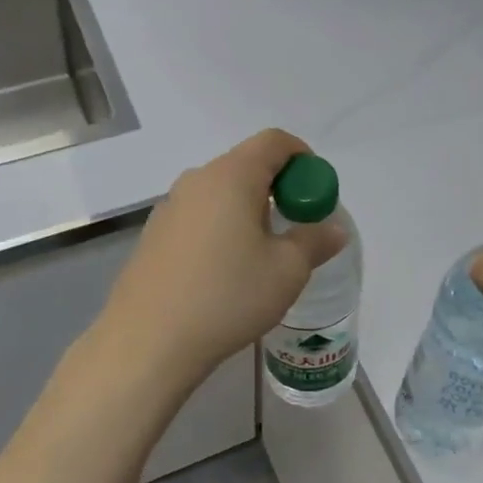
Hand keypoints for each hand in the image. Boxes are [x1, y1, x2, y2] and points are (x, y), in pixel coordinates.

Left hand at [92, 129, 346, 392]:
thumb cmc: (227, 297)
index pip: (274, 141)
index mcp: (232, 176)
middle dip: (278, 187)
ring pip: (221, 192)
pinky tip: (224, 271)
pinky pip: (199, 215)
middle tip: (295, 226)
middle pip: (246, 164)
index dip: (303, 157)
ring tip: (261, 254)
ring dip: (248, 209)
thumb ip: (314, 241)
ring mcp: (169, 206)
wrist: (148, 341)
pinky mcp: (153, 234)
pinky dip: (221, 227)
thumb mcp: (286, 271)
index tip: (316, 192)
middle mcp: (197, 180)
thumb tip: (334, 229)